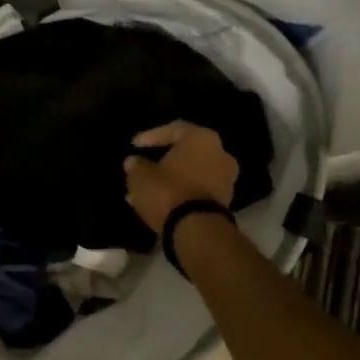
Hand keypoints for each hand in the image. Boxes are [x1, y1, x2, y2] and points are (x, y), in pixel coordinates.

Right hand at [123, 121, 239, 233]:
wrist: (197, 230)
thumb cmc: (168, 192)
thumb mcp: (141, 176)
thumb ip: (136, 165)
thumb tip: (133, 162)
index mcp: (201, 138)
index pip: (173, 129)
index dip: (151, 136)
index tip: (134, 145)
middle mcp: (220, 153)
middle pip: (186, 152)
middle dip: (162, 160)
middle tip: (143, 167)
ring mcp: (226, 178)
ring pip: (192, 173)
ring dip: (171, 179)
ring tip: (147, 189)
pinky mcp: (225, 201)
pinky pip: (198, 189)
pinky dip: (181, 192)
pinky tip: (161, 202)